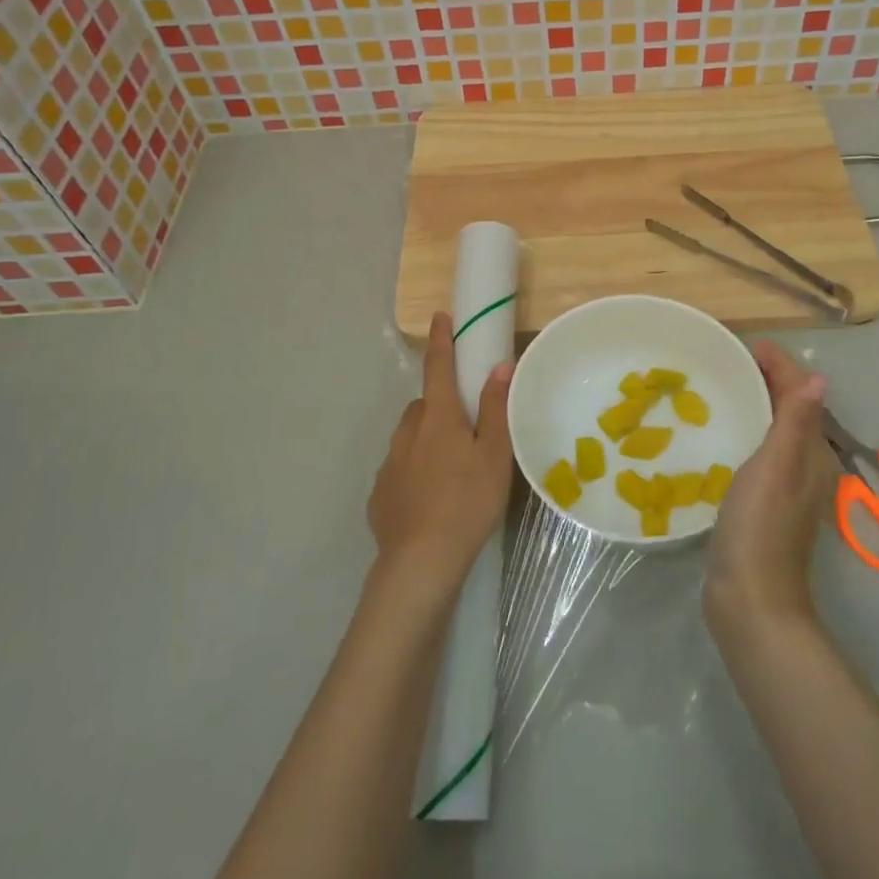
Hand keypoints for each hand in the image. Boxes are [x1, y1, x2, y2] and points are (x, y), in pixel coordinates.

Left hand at [367, 311, 513, 593]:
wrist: (420, 562)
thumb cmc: (467, 501)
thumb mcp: (494, 455)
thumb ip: (495, 409)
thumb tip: (499, 365)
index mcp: (437, 417)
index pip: (438, 367)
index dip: (441, 340)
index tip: (440, 316)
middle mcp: (408, 432)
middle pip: (424, 406)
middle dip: (440, 406)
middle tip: (465, 429)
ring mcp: (389, 464)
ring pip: (410, 438)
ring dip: (426, 440)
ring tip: (450, 470)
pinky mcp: (379, 495)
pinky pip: (399, 470)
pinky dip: (413, 473)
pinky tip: (429, 499)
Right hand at [705, 341, 836, 635]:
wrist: (750, 599)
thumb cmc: (760, 526)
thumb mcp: (776, 467)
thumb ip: (795, 422)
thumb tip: (820, 377)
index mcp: (809, 453)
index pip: (800, 394)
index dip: (779, 365)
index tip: (747, 344)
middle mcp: (803, 465)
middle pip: (789, 408)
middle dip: (766, 379)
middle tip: (727, 360)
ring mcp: (783, 486)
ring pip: (772, 428)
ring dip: (754, 402)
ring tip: (720, 386)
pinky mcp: (762, 502)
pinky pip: (757, 449)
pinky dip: (743, 428)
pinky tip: (719, 432)